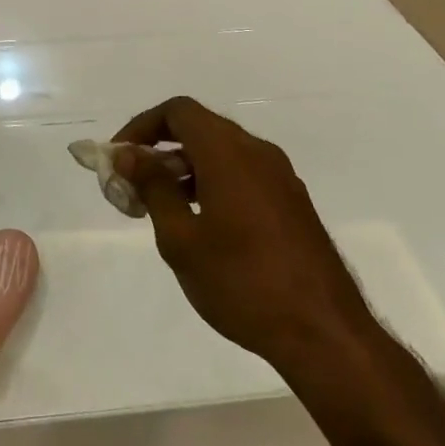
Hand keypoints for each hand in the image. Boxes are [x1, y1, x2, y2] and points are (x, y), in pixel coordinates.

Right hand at [112, 97, 375, 366]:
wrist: (325, 334)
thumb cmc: (242, 282)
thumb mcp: (181, 239)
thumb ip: (153, 188)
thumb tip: (129, 154)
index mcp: (228, 152)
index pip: (177, 111)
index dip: (141, 126)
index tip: (119, 158)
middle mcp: (257, 152)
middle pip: (199, 128)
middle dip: (160, 149)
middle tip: (133, 185)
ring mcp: (280, 177)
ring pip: (221, 152)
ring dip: (185, 167)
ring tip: (161, 208)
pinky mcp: (292, 202)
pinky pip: (242, 173)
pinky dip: (212, 182)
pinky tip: (200, 223)